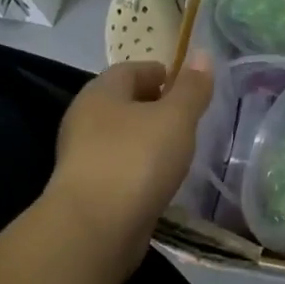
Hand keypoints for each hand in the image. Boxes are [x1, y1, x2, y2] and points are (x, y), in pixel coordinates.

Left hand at [47, 55, 214, 252]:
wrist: (94, 229)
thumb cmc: (136, 160)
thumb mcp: (175, 118)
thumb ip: (191, 88)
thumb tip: (202, 54)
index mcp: (101, 92)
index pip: (131, 69)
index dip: (161, 73)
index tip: (189, 88)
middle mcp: (85, 119)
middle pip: (124, 103)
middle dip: (155, 107)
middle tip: (189, 118)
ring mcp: (82, 157)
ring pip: (122, 137)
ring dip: (148, 140)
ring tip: (180, 150)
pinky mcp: (87, 190)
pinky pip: (120, 168)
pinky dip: (140, 168)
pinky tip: (160, 181)